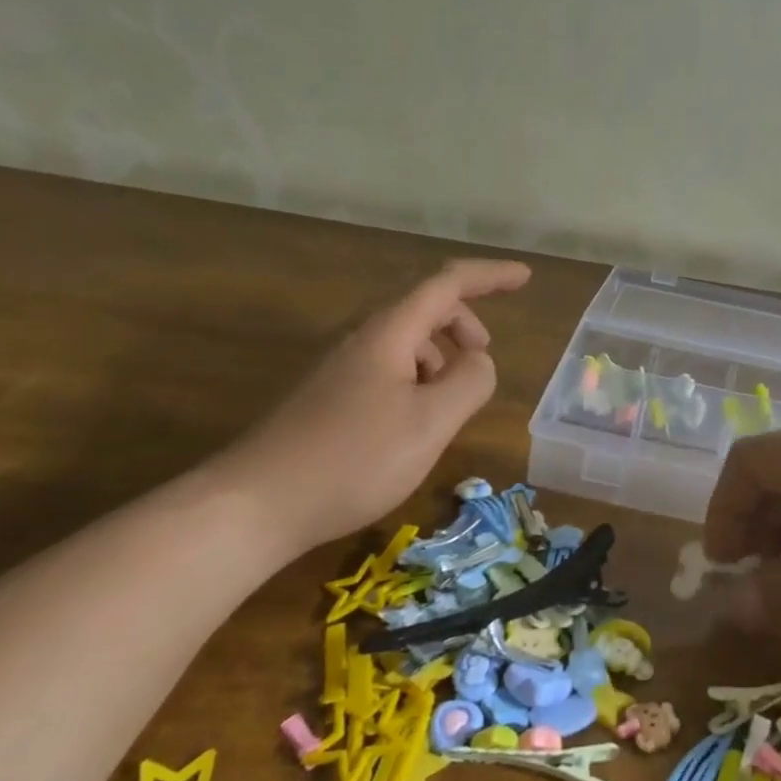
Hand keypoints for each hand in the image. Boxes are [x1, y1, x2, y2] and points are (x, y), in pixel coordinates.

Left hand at [208, 259, 530, 555]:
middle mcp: (361, 339)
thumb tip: (478, 361)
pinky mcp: (327, 397)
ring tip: (451, 399)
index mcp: (388, 333)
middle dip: (464, 321)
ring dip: (439, 355)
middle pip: (423, 307)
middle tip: (484, 357)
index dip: (490, 276)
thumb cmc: (353, 459)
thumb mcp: (430, 423)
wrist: (255, 505)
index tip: (525, 277)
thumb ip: (469, 382)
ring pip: (404, 341)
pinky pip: (385, 368)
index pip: (447, 283)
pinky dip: (415, 379)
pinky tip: (414, 422)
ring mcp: (339, 368)